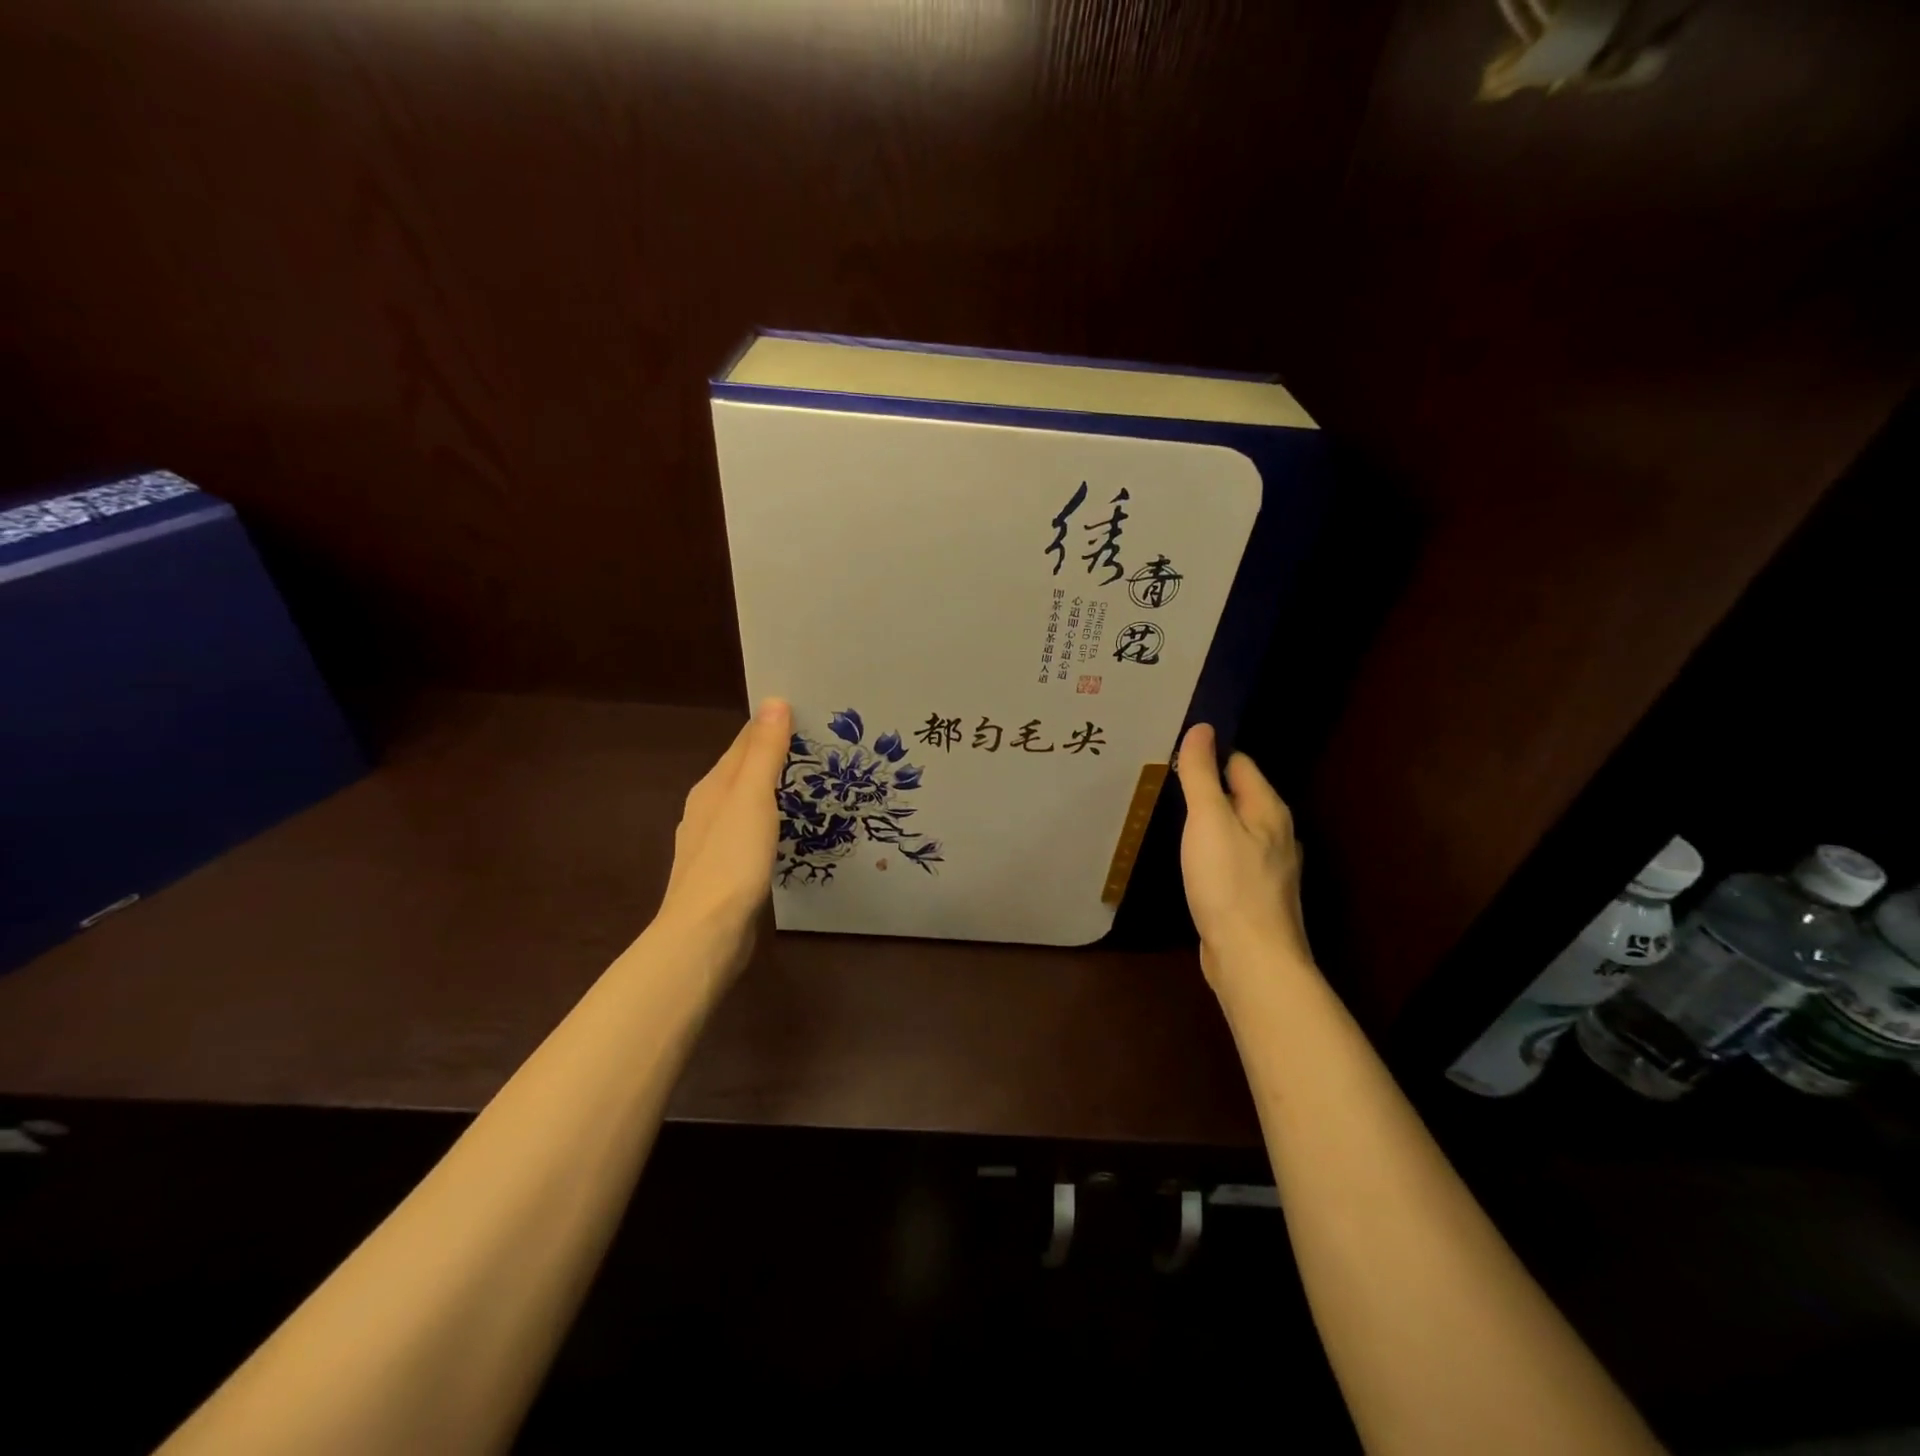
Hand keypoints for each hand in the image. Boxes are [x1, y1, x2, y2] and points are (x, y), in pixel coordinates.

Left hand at [657, 698, 792, 973]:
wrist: (706, 932)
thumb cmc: (732, 860)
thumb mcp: (752, 798)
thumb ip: (763, 752)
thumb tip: (774, 701)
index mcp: (712, 788)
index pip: (743, 744)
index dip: (771, 727)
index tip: (808, 715)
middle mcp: (707, 810)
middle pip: (743, 773)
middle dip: (774, 758)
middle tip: (819, 749)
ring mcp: (713, 844)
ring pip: (746, 806)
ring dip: (772, 793)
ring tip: (809, 786)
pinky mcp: (724, 874)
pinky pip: (750, 835)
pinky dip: (769, 825)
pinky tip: (785, 834)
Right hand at [1175, 723, 1314, 994]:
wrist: (1252, 958)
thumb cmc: (1229, 883)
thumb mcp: (1208, 821)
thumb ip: (1201, 775)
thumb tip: (1202, 728)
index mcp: (1268, 809)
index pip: (1239, 763)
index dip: (1209, 753)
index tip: (1173, 750)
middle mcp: (1275, 834)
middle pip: (1238, 796)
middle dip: (1207, 785)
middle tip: (1164, 778)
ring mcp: (1267, 867)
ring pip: (1234, 829)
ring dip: (1208, 820)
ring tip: (1171, 813)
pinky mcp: (1253, 895)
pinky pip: (1230, 858)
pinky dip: (1210, 850)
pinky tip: (1190, 858)